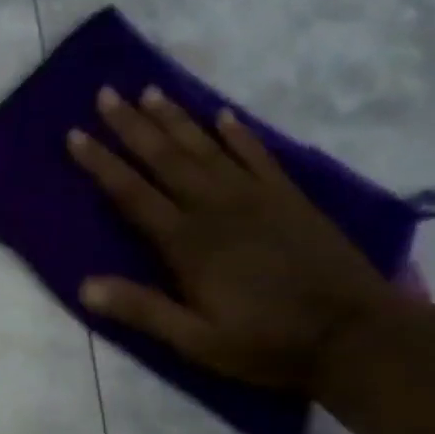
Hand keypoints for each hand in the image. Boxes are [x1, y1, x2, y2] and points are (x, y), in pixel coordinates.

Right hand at [67, 86, 396, 390]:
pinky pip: (258, 156)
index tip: (75, 134)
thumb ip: (142, 310)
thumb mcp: (196, 340)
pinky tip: (223, 114)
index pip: (132, 193)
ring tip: (150, 90)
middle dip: (132, 125)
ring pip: (206, 148)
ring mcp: (257, 199)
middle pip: (166, 158)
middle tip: (107, 93)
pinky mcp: (290, 200)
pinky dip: (238, 134)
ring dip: (176, 119)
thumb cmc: (268, 343)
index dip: (101, 163)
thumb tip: (83, 287)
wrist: (359, 338)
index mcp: (187, 242)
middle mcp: (216, 209)